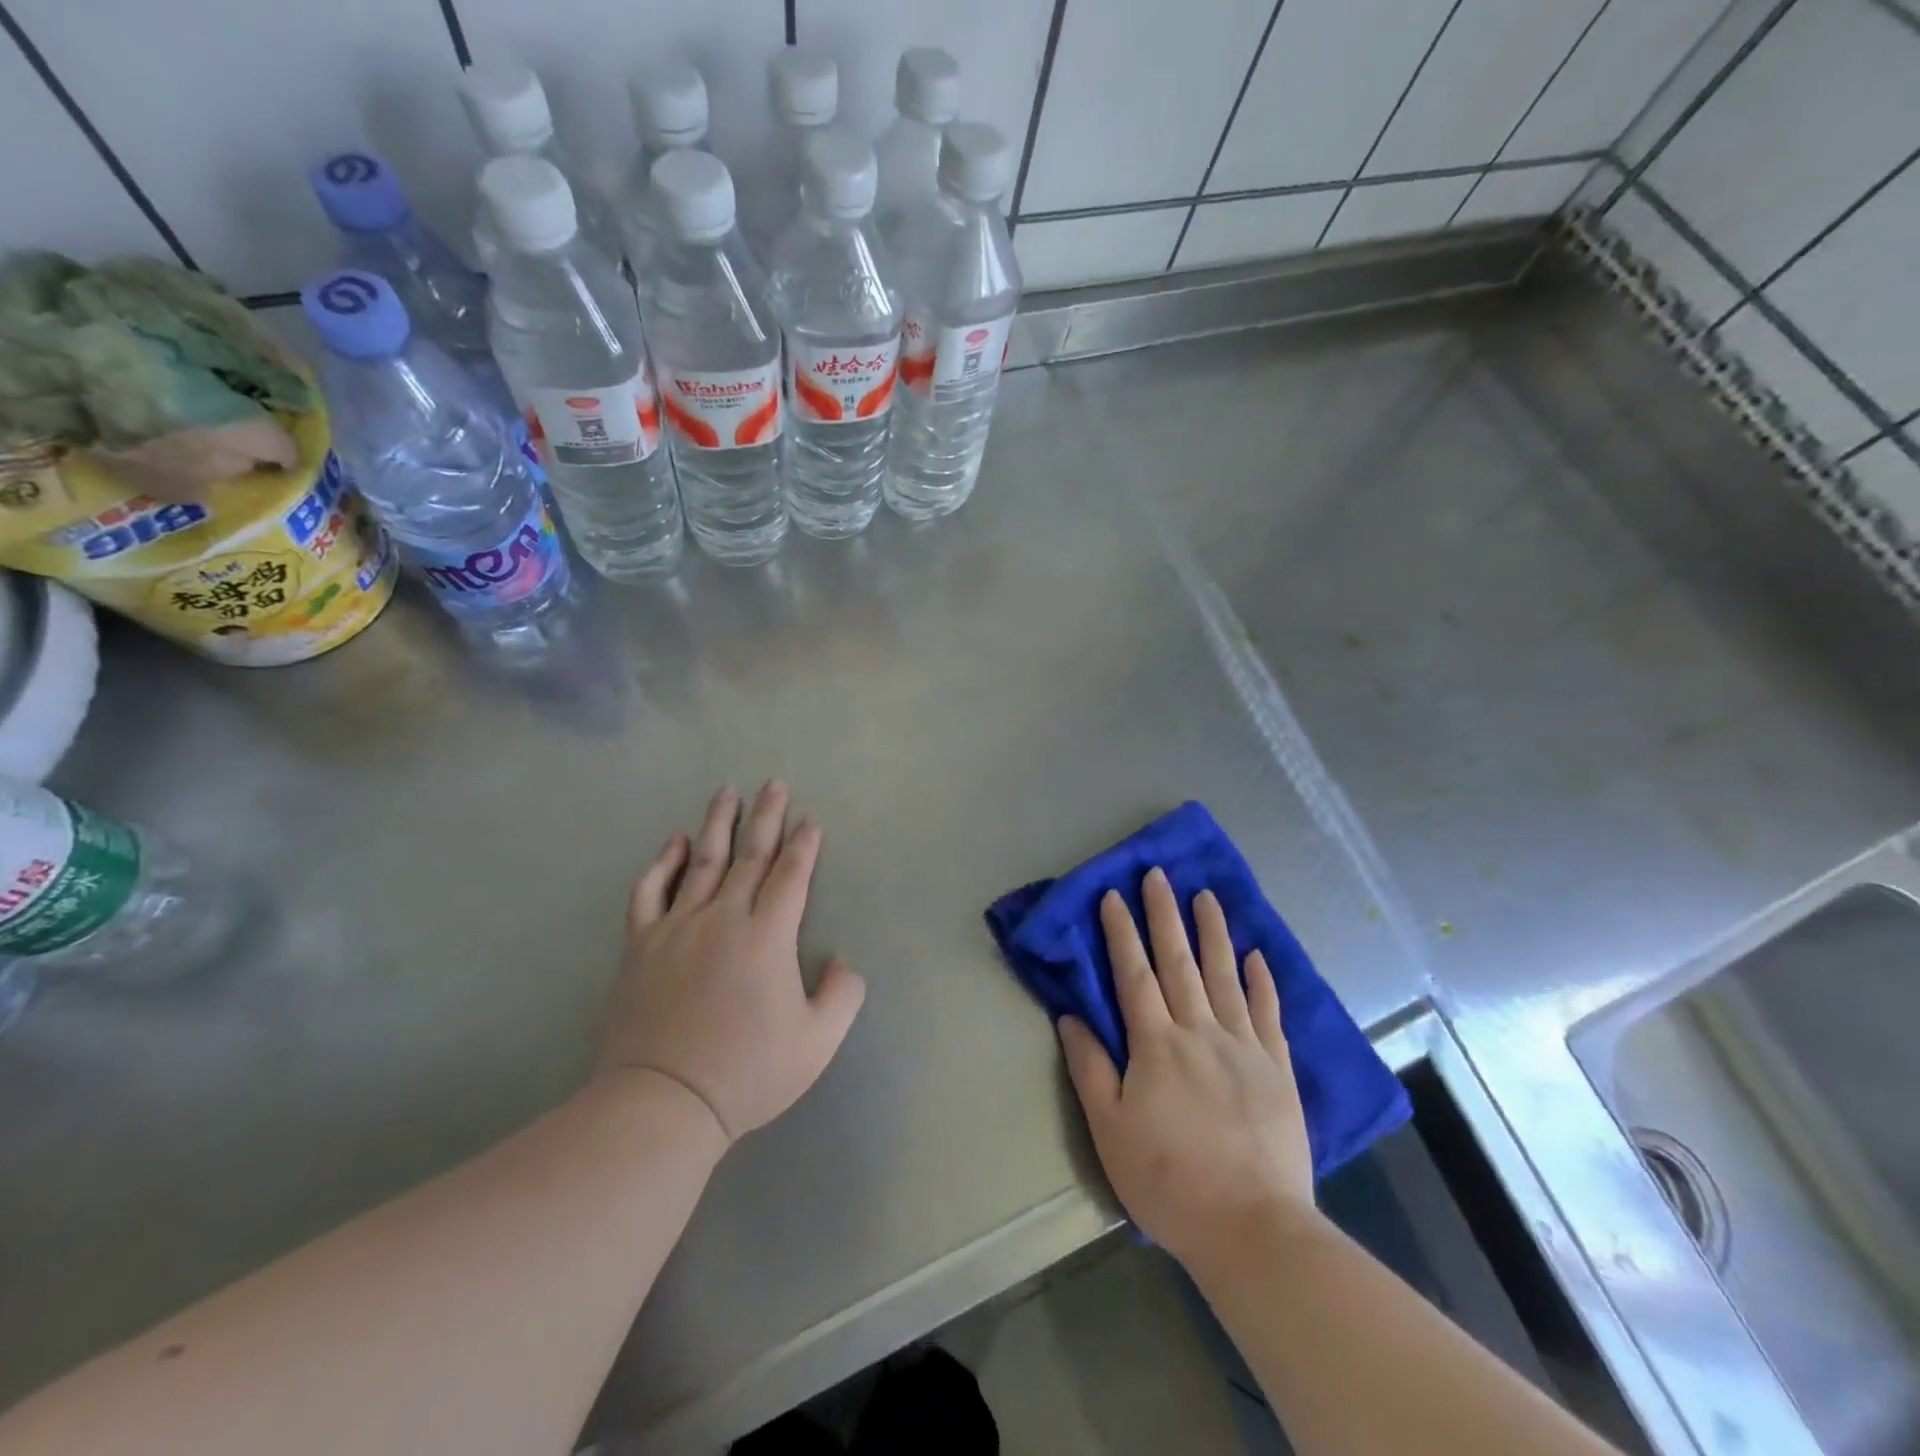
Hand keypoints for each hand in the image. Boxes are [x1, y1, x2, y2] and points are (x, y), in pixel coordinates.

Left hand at [596, 781, 865, 1144]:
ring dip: (718, 824)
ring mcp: (678, 926)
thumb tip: (843, 960)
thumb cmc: (748, 1071)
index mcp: (768, 934)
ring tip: (727, 793)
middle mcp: (724, 916)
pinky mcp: (641, 945)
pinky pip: (651, 891)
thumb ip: (843, 994)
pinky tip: (673, 842)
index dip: (804, 844)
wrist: (663, 1102)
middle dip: (767, 817)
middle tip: (773, 783)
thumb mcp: (818, 1041)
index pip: (791, 874)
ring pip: (702, 861)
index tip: (810, 820)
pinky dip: (663, 862)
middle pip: (750, 855)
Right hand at [1058, 868, 1315, 1266]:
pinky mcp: (1277, 1069)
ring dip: (1213, 933)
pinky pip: (1268, 1013)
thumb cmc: (1168, 1180)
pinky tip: (1256, 955)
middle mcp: (1200, 1031)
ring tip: (1206, 896)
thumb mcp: (1110, 1129)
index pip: (1133, 975)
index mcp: (1156, 1044)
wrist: (1252, 1228)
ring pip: (1224, 976)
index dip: (1121, 933)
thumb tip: (1070, 1016)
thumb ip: (1090, 1068)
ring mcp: (1244, 1046)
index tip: (1113, 896)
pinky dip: (1261, 981)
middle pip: (1178, 962)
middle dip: (1165, 915)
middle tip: (1158, 875)